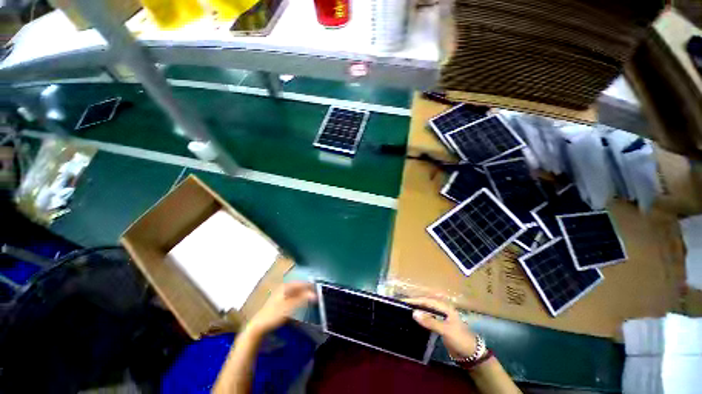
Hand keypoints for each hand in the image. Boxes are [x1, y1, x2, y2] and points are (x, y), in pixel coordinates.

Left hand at [246, 281, 316, 335]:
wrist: (258, 326)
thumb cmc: (274, 314)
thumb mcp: (290, 306)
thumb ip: (303, 299)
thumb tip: (315, 294)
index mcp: (285, 286)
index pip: (301, 283)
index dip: (310, 286)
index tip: (318, 289)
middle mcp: (283, 288)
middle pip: (298, 286)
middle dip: (307, 289)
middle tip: (315, 294)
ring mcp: (280, 294)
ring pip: (295, 291)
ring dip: (302, 294)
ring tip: (310, 298)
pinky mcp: (279, 301)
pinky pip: (292, 296)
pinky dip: (298, 298)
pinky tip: (300, 302)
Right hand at [406, 298, 477, 358]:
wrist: (471, 354)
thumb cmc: (459, 339)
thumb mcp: (445, 330)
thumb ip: (430, 321)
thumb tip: (414, 313)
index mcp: (444, 307)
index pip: (426, 301)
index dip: (415, 300)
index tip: (403, 301)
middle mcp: (442, 309)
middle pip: (426, 303)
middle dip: (415, 303)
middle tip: (402, 304)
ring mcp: (442, 317)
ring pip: (427, 310)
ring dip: (417, 309)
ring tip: (406, 310)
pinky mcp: (441, 325)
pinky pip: (429, 318)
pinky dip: (421, 317)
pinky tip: (415, 319)